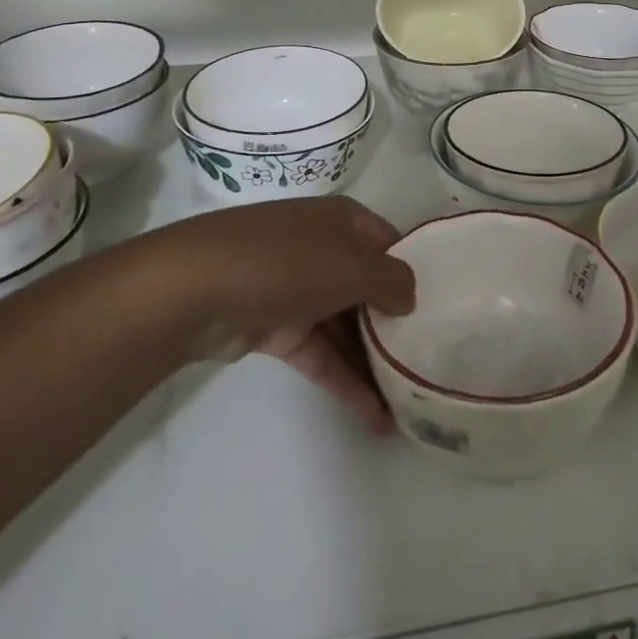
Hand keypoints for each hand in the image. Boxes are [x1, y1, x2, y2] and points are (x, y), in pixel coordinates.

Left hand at [146, 197, 414, 432]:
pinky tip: (375, 417)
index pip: (390, 245)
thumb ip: (393, 281)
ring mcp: (296, 288)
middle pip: (368, 288)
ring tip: (409, 403)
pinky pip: (320, 353)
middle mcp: (322, 248)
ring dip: (373, 362)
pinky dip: (345, 380)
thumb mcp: (353, 265)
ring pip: (345, 325)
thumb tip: (409, 297)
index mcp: (343, 221)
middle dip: (396, 326)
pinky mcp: (275, 326)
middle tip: (430, 364)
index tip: (442, 312)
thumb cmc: (287, 263)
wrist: (195, 289)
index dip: (414, 275)